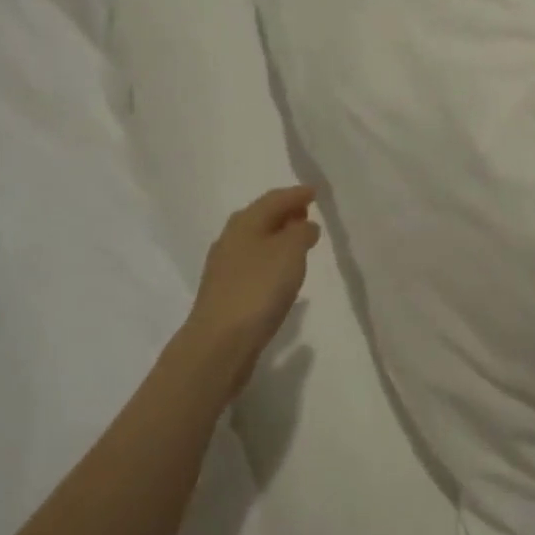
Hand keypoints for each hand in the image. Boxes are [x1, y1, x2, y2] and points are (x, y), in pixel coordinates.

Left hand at [181, 186, 320, 395]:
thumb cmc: (258, 289)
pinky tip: (280, 274)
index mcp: (244, 222)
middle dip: (285, 213)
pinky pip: (253, 264)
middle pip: (261, 218)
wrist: (219, 343)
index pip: (274, 199)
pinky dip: (270, 260)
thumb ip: (301, 232)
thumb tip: (304, 224)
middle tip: (307, 213)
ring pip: (255, 241)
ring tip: (299, 242)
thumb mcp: (290, 252)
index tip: (315, 192)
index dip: (296, 194)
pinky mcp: (225, 293)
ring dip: (277, 237)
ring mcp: (224, 268)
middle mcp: (230, 239)